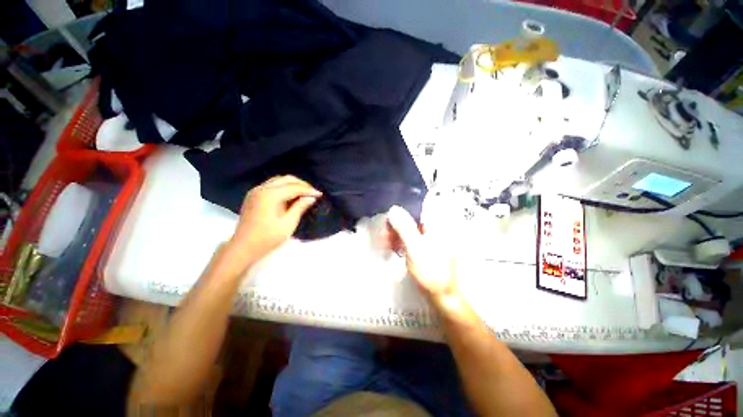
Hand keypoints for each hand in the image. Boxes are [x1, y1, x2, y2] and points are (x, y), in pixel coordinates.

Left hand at [228, 175, 320, 263]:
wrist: (244, 247)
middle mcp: (262, 188)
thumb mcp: (288, 223)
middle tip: (312, 193)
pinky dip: (283, 187)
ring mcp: (256, 191)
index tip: (320, 194)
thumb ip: (300, 207)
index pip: (294, 187)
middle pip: (286, 179)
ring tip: (303, 193)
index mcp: (270, 195)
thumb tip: (311, 198)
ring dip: (292, 184)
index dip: (308, 190)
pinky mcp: (253, 195)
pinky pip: (272, 185)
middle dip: (302, 184)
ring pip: (278, 180)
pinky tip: (290, 195)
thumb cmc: (268, 237)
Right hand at [387, 206, 459, 308]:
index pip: (414, 209)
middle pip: (411, 219)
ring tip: (386, 243)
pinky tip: (394, 247)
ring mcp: (431, 237)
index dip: (398, 214)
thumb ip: (404, 227)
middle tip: (383, 236)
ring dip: (397, 234)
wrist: (443, 295)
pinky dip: (402, 241)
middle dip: (396, 226)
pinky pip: (412, 238)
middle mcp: (435, 227)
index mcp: (435, 224)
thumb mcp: (415, 247)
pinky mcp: (427, 247)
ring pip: (410, 229)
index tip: (386, 222)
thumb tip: (393, 208)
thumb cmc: (431, 270)